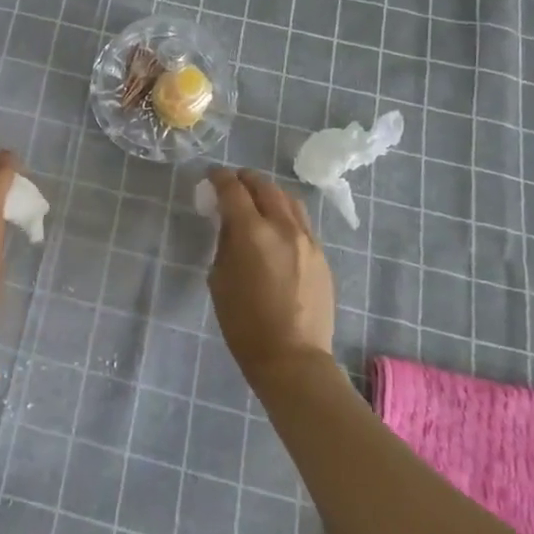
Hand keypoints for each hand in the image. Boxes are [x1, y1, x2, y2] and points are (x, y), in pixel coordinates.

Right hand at [206, 168, 336, 387]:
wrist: (292, 357)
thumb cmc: (244, 323)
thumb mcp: (219, 279)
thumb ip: (225, 244)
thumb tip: (231, 225)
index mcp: (252, 232)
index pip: (233, 189)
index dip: (219, 178)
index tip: (211, 176)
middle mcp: (283, 227)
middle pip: (265, 186)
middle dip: (246, 180)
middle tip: (232, 183)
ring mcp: (308, 240)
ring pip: (289, 200)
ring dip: (269, 193)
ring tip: (257, 201)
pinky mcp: (321, 256)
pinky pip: (302, 223)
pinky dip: (285, 215)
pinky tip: (276, 229)